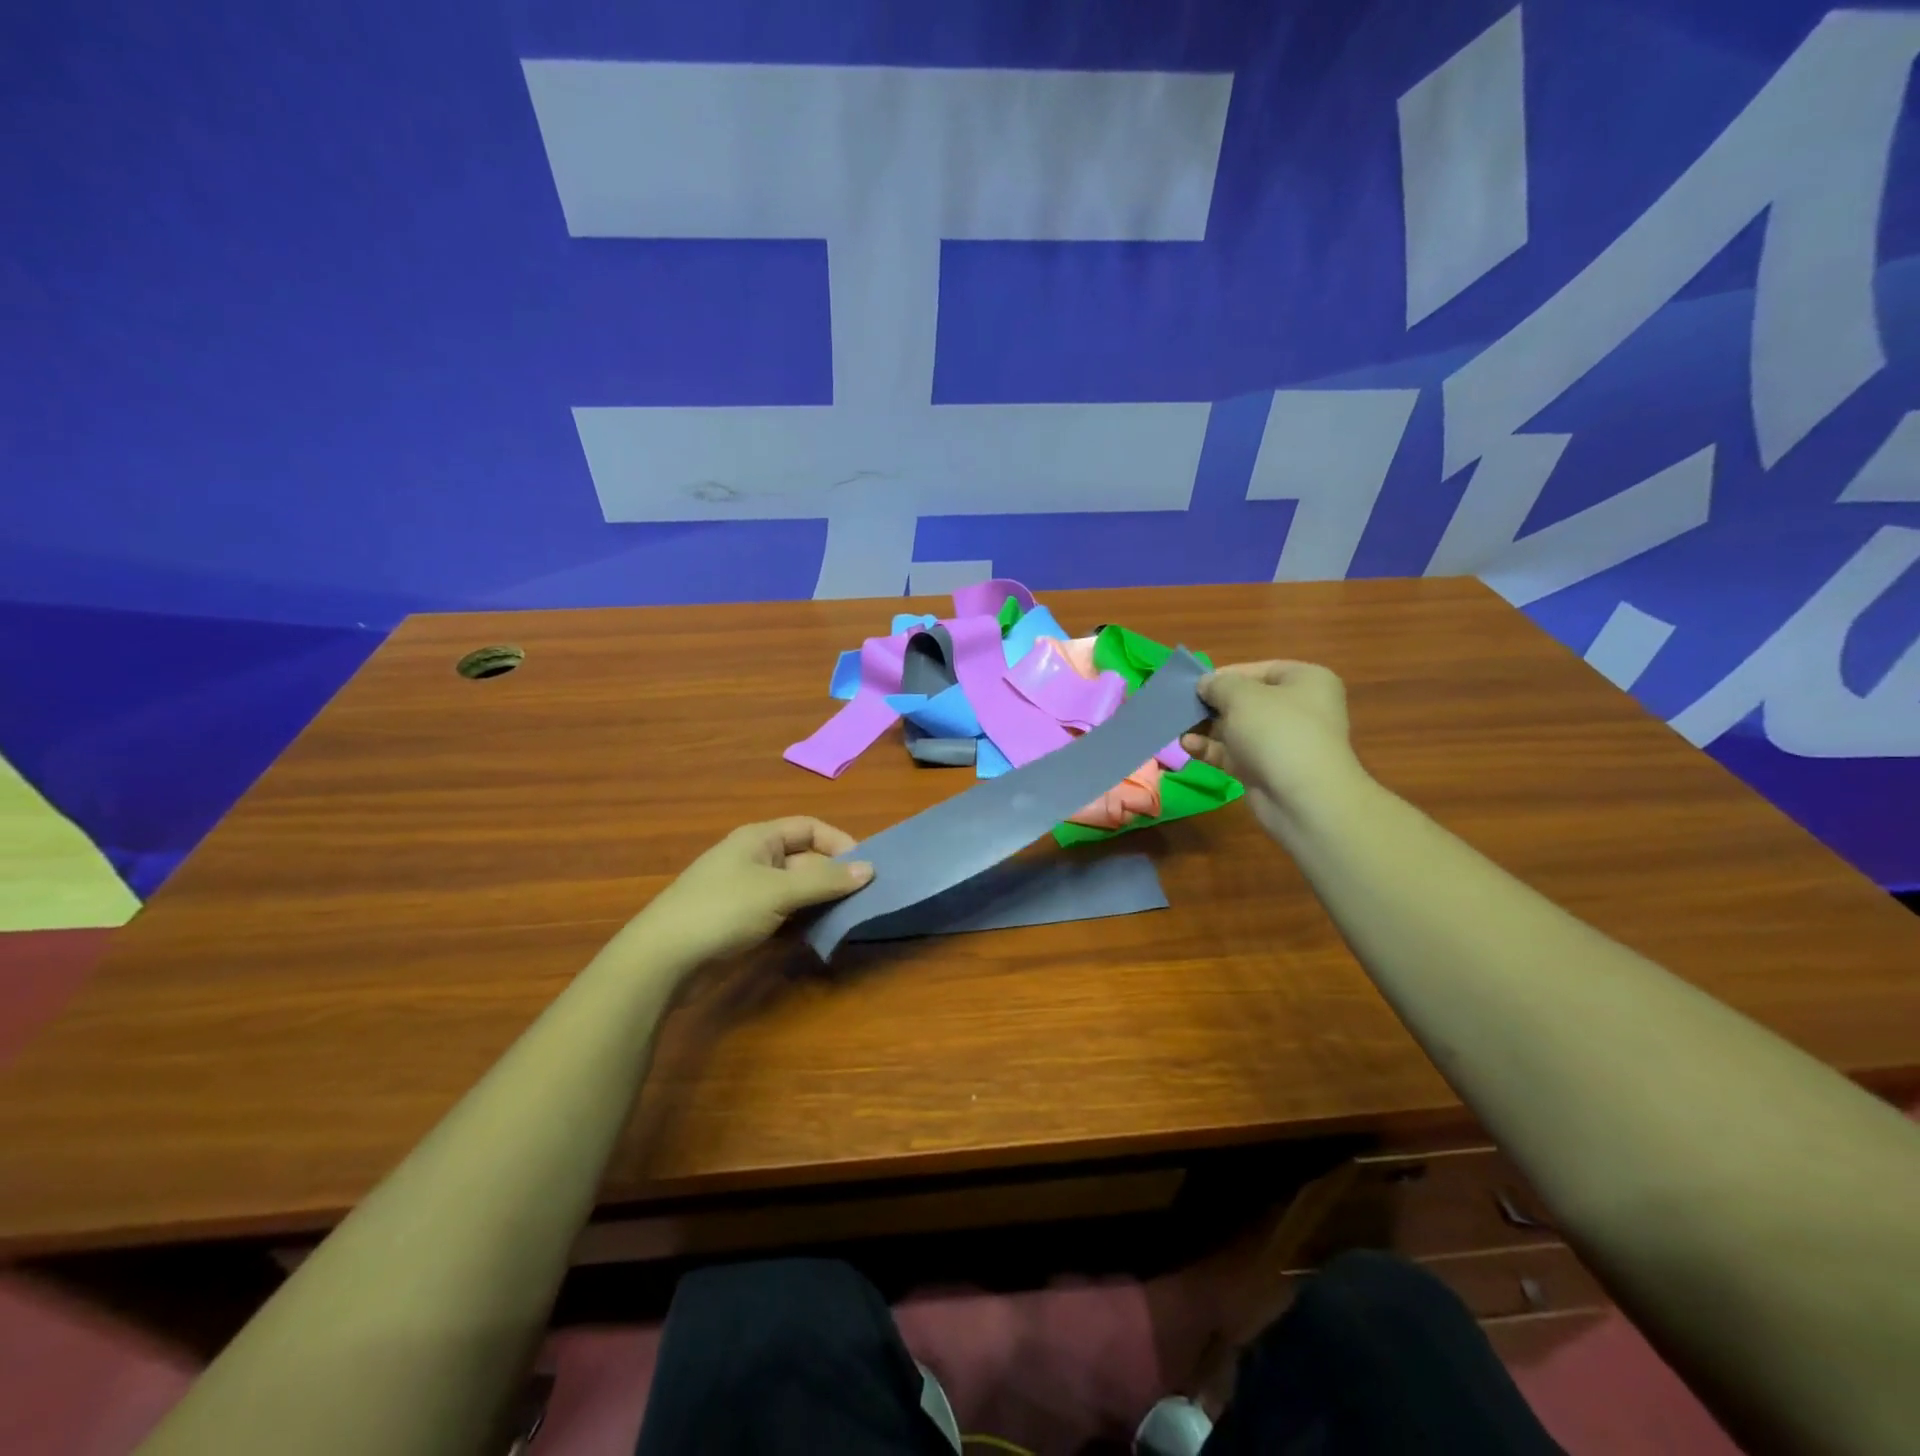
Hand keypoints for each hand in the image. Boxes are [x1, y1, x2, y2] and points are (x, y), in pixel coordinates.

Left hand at [635, 817, 873, 964]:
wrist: (663, 960)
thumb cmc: (721, 911)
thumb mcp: (778, 891)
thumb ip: (825, 880)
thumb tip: (870, 869)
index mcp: (759, 839)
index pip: (810, 828)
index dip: (840, 842)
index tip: (866, 867)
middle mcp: (755, 860)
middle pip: (806, 860)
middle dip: (834, 877)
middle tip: (864, 899)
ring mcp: (748, 893)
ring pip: (797, 890)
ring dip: (822, 902)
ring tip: (850, 917)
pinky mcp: (744, 923)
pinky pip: (784, 914)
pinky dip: (804, 922)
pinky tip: (821, 935)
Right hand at [1180, 661, 1365, 839]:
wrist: (1303, 797)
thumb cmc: (1277, 731)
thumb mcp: (1242, 696)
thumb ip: (1218, 685)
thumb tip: (1205, 684)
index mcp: (1305, 681)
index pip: (1259, 670)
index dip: (1225, 675)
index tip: (1195, 684)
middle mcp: (1298, 708)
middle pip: (1246, 700)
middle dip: (1212, 705)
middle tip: (1182, 706)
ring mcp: (1282, 741)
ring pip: (1237, 728)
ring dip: (1207, 728)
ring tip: (1178, 726)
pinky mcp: (1265, 769)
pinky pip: (1233, 753)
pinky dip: (1211, 749)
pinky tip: (1186, 746)